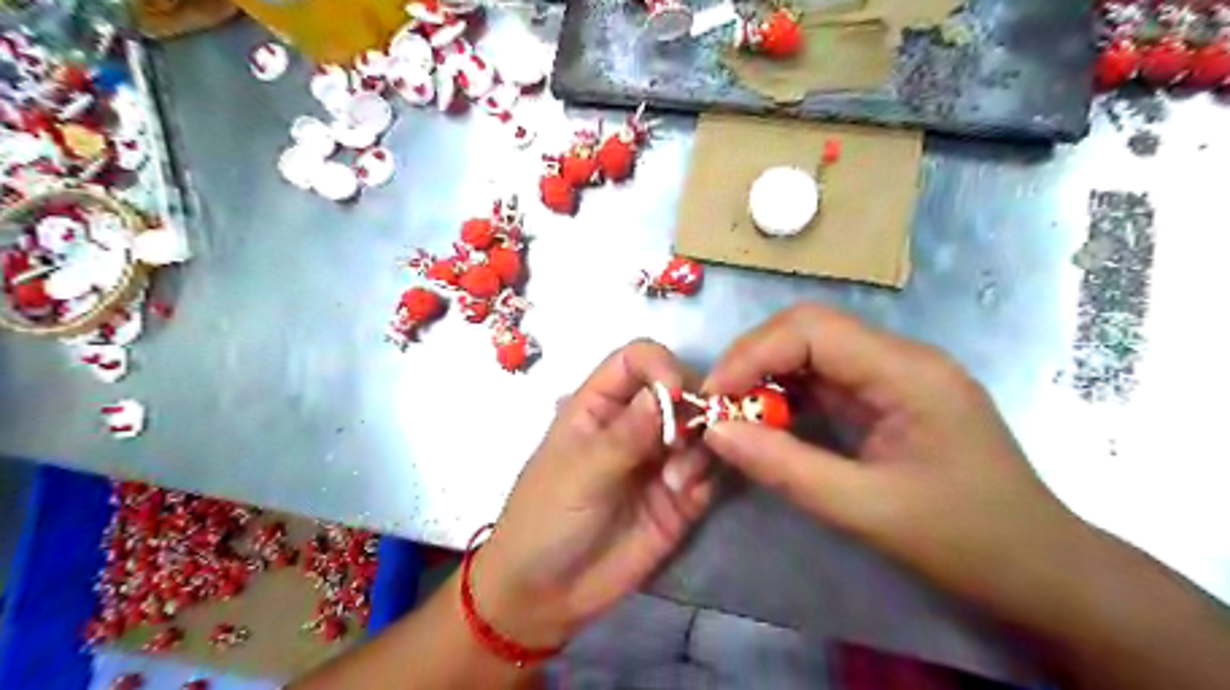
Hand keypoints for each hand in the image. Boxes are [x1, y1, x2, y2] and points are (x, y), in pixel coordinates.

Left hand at [475, 341, 717, 652]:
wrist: (546, 595)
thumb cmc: (546, 519)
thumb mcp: (579, 473)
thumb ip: (625, 435)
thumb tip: (666, 392)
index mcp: (599, 405)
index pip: (636, 360)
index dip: (660, 366)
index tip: (676, 392)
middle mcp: (635, 424)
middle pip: (679, 390)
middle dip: (692, 407)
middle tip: (687, 439)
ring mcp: (659, 459)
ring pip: (701, 429)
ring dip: (700, 446)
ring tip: (676, 481)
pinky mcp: (679, 495)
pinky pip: (708, 471)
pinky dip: (706, 475)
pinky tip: (687, 496)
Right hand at [696, 304, 1088, 622]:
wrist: (1043, 571)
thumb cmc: (966, 541)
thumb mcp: (866, 509)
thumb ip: (785, 466)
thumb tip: (715, 432)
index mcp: (907, 371)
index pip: (812, 328)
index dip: (752, 354)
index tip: (713, 399)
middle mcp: (901, 358)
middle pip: (808, 330)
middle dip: (753, 362)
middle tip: (717, 407)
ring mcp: (895, 375)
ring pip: (812, 352)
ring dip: (766, 377)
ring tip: (734, 415)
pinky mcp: (888, 397)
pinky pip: (825, 379)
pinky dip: (788, 395)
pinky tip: (769, 422)